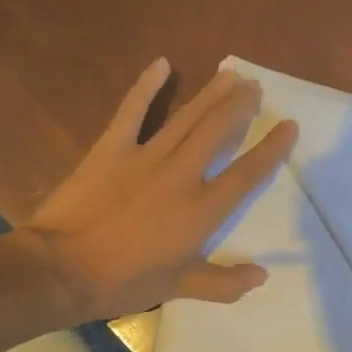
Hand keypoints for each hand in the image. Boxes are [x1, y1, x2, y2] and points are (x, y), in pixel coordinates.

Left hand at [20, 59, 297, 320]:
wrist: (63, 268)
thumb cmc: (124, 281)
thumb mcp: (177, 287)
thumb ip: (223, 282)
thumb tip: (261, 275)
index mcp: (201, 210)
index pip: (246, 174)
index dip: (271, 149)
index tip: (288, 126)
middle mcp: (181, 175)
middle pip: (218, 132)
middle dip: (239, 107)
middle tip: (255, 86)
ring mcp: (145, 157)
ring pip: (186, 117)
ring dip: (210, 94)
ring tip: (229, 74)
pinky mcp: (111, 148)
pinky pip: (132, 111)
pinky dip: (146, 86)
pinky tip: (161, 64)